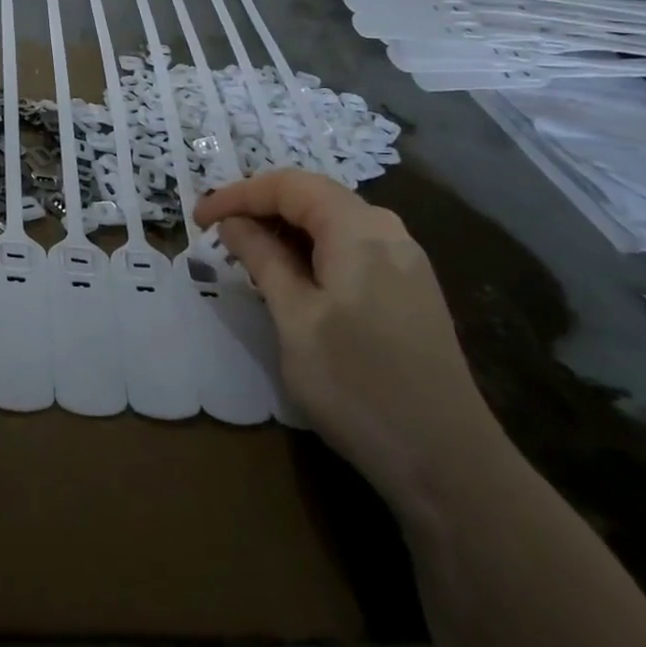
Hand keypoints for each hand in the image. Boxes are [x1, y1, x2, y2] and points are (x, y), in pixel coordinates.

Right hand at [194, 171, 507, 518]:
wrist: (447, 461)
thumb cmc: (357, 384)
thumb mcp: (295, 318)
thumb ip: (263, 259)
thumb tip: (233, 224)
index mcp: (359, 229)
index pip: (288, 185)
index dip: (238, 194)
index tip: (198, 219)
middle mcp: (388, 231)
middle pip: (313, 197)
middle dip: (259, 208)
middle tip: (216, 234)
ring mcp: (405, 262)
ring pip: (332, 224)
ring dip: (284, 231)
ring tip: (245, 257)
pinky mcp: (409, 291)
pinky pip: (350, 250)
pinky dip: (310, 252)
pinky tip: (290, 281)